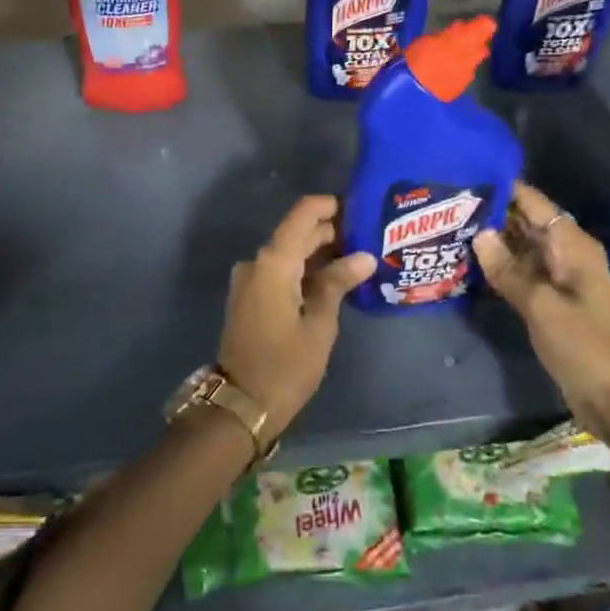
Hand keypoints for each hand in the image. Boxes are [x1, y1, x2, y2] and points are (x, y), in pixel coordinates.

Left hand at [218, 195, 375, 434]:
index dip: (329, 206)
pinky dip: (304, 270)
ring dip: (319, 252)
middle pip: (296, 233)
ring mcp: (249, 280)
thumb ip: (337, 283)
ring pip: (289, 253)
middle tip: (369, 237)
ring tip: (358, 258)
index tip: (359, 208)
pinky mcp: (250, 297)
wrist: (241, 404)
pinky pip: (280, 271)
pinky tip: (332, 280)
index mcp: (273, 262)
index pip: (302, 214)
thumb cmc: (286, 366)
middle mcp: (257, 262)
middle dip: (330, 232)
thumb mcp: (319, 325)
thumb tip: (363, 256)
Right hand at [473, 181, 609, 426]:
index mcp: (572, 246)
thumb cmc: (585, 346)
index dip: (504, 188)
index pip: (534, 203)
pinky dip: (499, 267)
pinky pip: (521, 273)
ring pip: (521, 248)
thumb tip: (478, 233)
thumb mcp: (541, 306)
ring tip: (450, 227)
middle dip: (492, 214)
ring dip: (492, 241)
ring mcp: (558, 279)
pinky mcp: (550, 301)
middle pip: (526, 223)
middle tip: (447, 204)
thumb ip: (508, 269)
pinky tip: (468, 263)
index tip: (466, 176)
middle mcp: (566, 254)